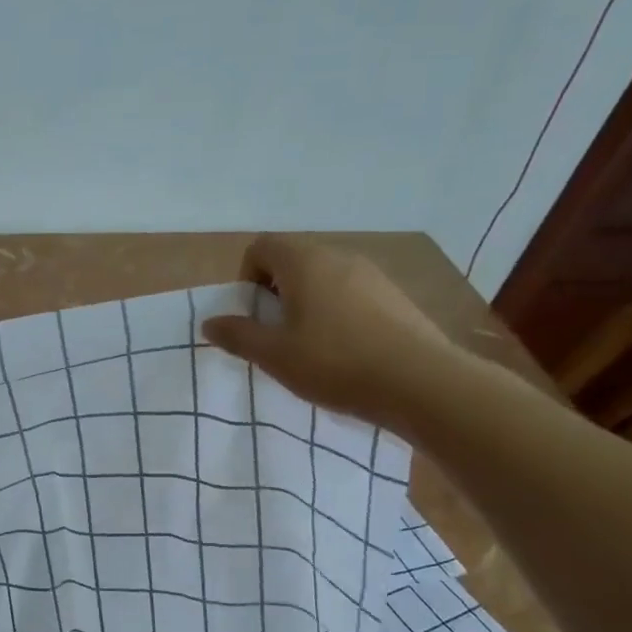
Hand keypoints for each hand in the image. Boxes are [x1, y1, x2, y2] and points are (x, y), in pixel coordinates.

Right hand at [202, 236, 458, 429]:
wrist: (422, 384)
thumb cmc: (335, 363)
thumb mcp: (274, 355)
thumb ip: (238, 335)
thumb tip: (210, 323)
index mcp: (304, 262)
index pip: (261, 247)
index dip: (247, 277)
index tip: (252, 315)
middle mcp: (338, 257)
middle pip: (293, 261)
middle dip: (275, 293)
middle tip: (275, 334)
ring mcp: (372, 275)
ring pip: (324, 278)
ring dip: (306, 304)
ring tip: (309, 346)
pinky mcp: (396, 297)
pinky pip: (352, 294)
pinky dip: (337, 313)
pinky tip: (345, 351)